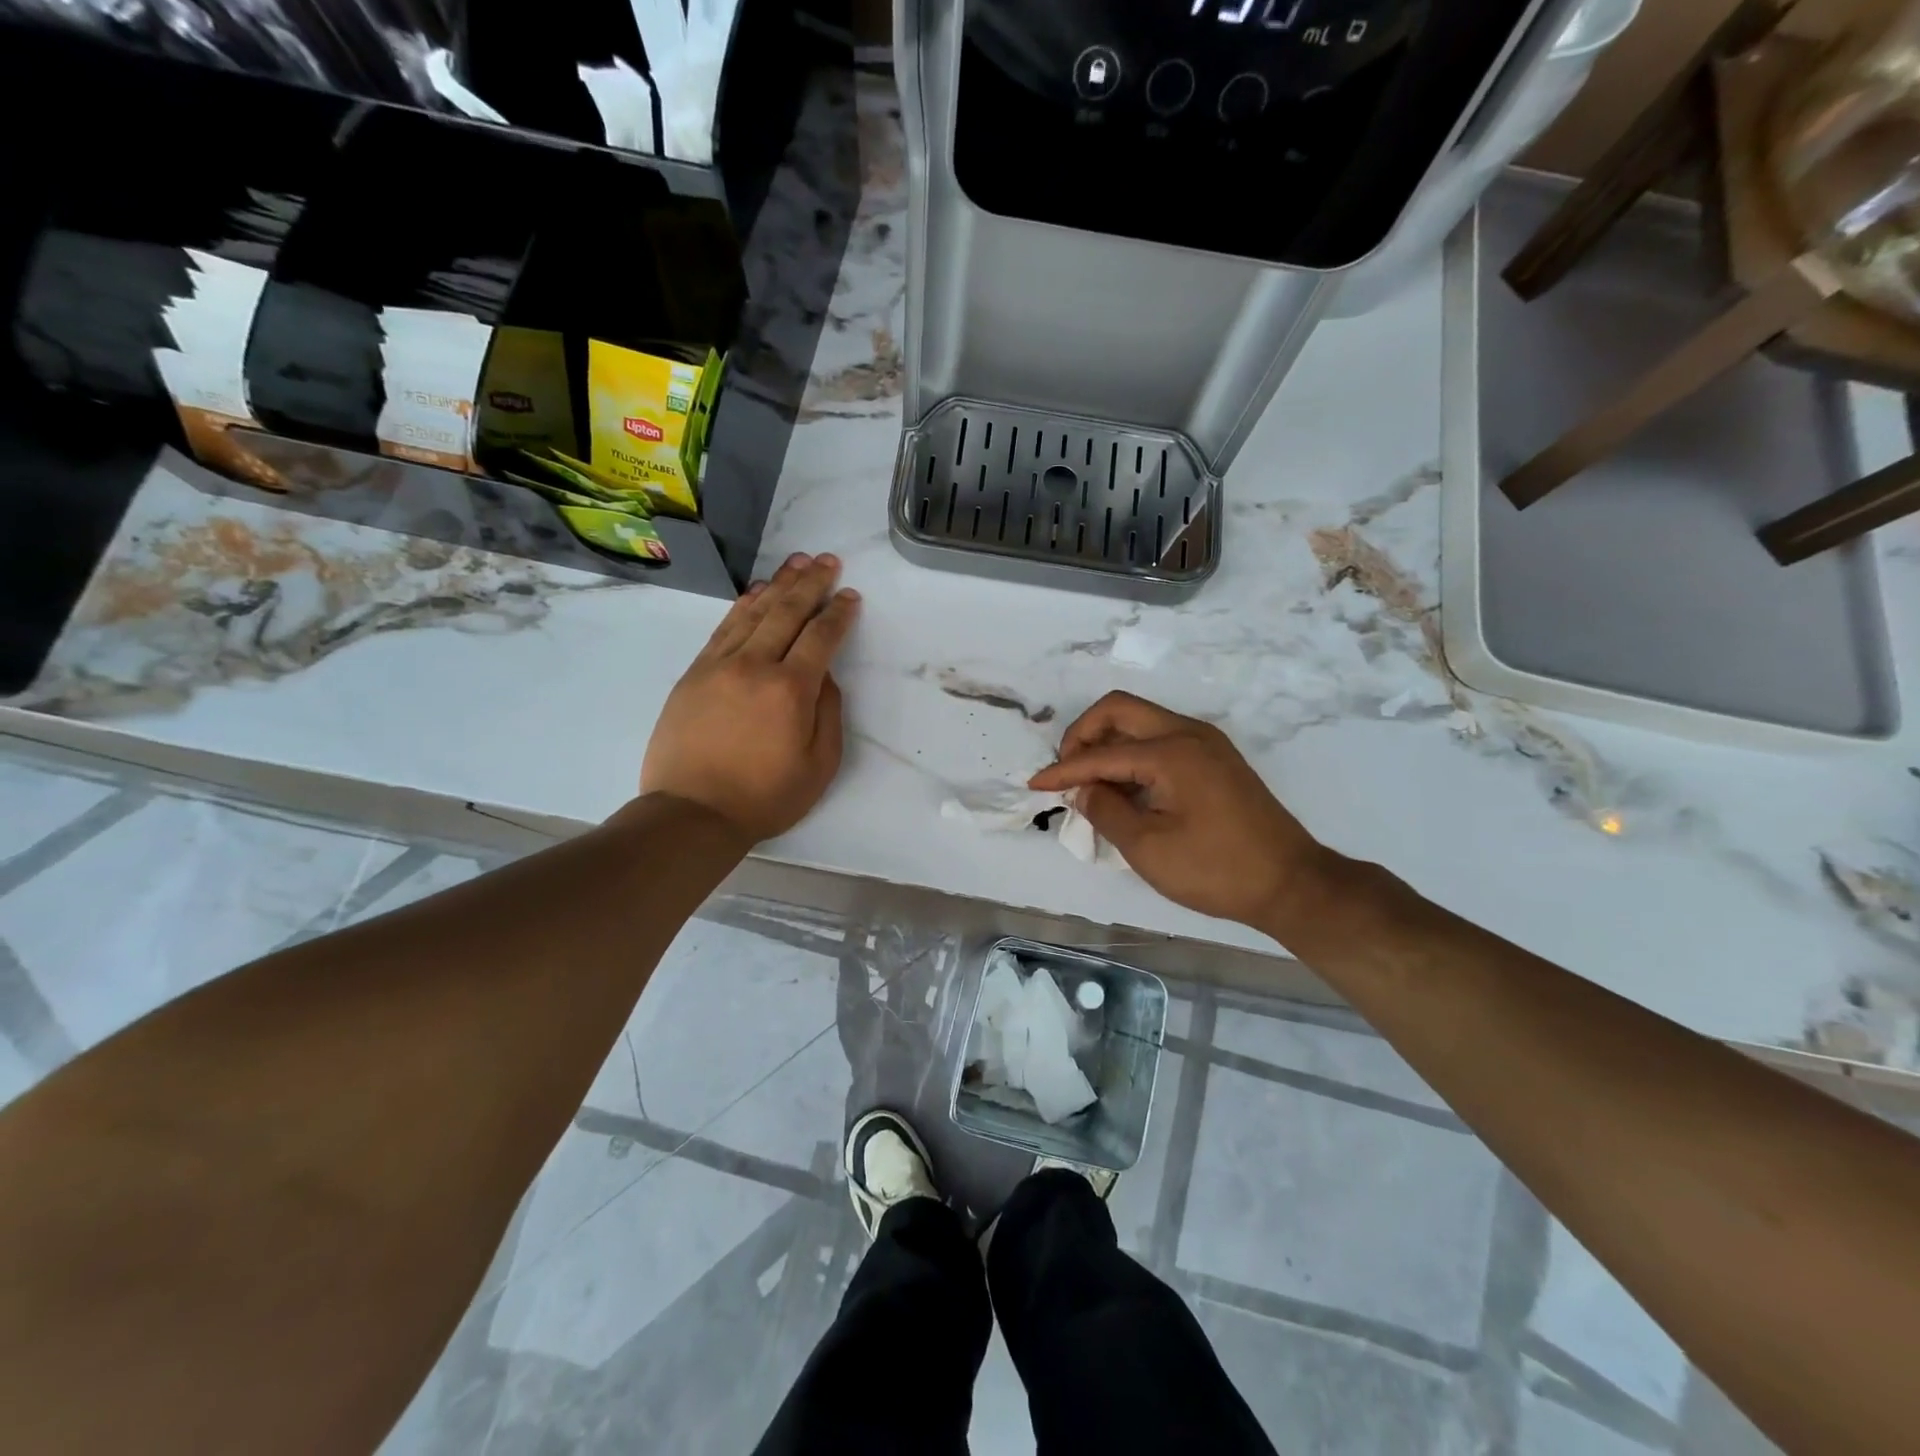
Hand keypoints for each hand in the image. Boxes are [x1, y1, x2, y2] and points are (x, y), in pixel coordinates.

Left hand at [641, 552, 859, 842]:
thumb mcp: (819, 765)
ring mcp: (719, 665)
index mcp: (791, 689)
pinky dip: (743, 606)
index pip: (821, 637)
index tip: (850, 595)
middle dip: (811, 583)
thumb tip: (823, 675)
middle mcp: (755, 665)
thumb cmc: (765, 797)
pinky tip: (756, 593)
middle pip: (787, 612)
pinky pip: (723, 628)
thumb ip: (827, 713)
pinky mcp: (694, 674)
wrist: (692, 813)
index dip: (839, 613)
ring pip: (753, 613)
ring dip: (778, 584)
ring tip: (796, 563)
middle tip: (827, 561)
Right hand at [1029, 691, 1343, 931]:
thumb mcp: (1148, 848)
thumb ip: (1106, 811)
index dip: (1063, 770)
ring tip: (1090, 782)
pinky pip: (1162, 739)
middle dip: (1084, 735)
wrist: (1291, 883)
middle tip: (1066, 771)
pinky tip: (1125, 786)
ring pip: (1142, 721)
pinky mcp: (1216, 759)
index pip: (1101, 753)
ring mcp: (1206, 743)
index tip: (1035, 785)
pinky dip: (1134, 753)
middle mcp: (1188, 733)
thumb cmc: (1216, 869)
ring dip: (1109, 742)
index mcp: (1171, 752)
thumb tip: (1083, 789)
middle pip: (1120, 710)